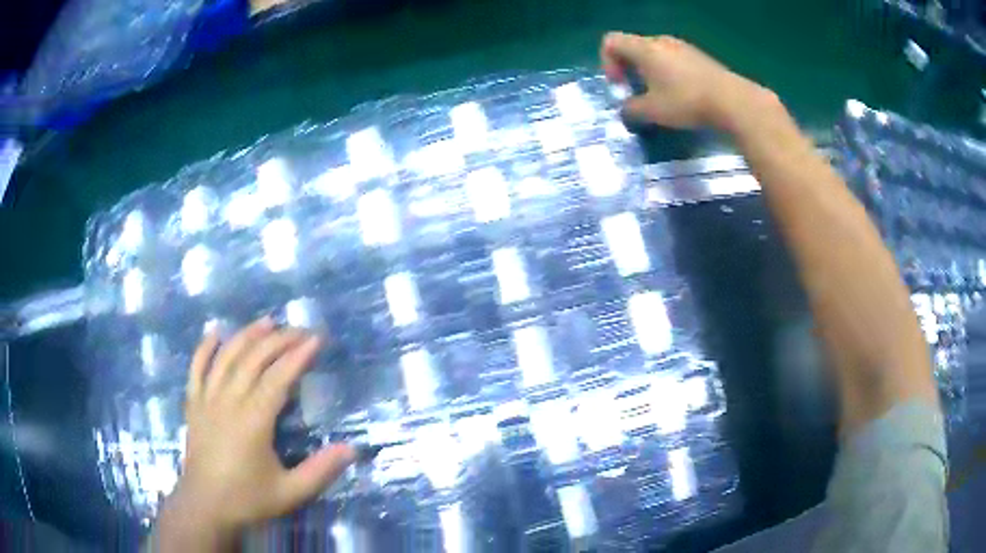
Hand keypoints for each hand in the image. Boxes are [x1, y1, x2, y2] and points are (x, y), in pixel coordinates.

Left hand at [156, 318, 354, 549]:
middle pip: (253, 359)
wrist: (205, 506)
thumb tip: (352, 449)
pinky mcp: (193, 404)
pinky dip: (205, 348)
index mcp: (253, 420)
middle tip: (300, 330)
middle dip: (279, 340)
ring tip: (266, 322)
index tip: (316, 339)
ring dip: (246, 335)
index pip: (278, 377)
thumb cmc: (248, 499)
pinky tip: (215, 333)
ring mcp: (207, 399)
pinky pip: (197, 368)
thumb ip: (321, 470)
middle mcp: (228, 401)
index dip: (298, 356)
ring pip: (226, 357)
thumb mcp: (290, 492)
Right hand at [600, 32, 773, 129]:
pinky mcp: (699, 57)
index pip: (611, 41)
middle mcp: (661, 41)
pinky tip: (681, 95)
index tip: (620, 85)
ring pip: (655, 53)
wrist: (732, 100)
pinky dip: (668, 73)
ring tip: (660, 96)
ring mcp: (682, 46)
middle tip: (637, 92)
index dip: (607, 62)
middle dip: (629, 68)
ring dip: (650, 72)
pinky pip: (673, 59)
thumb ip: (632, 109)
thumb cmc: (686, 101)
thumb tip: (626, 109)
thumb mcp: (653, 111)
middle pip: (633, 46)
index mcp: (644, 48)